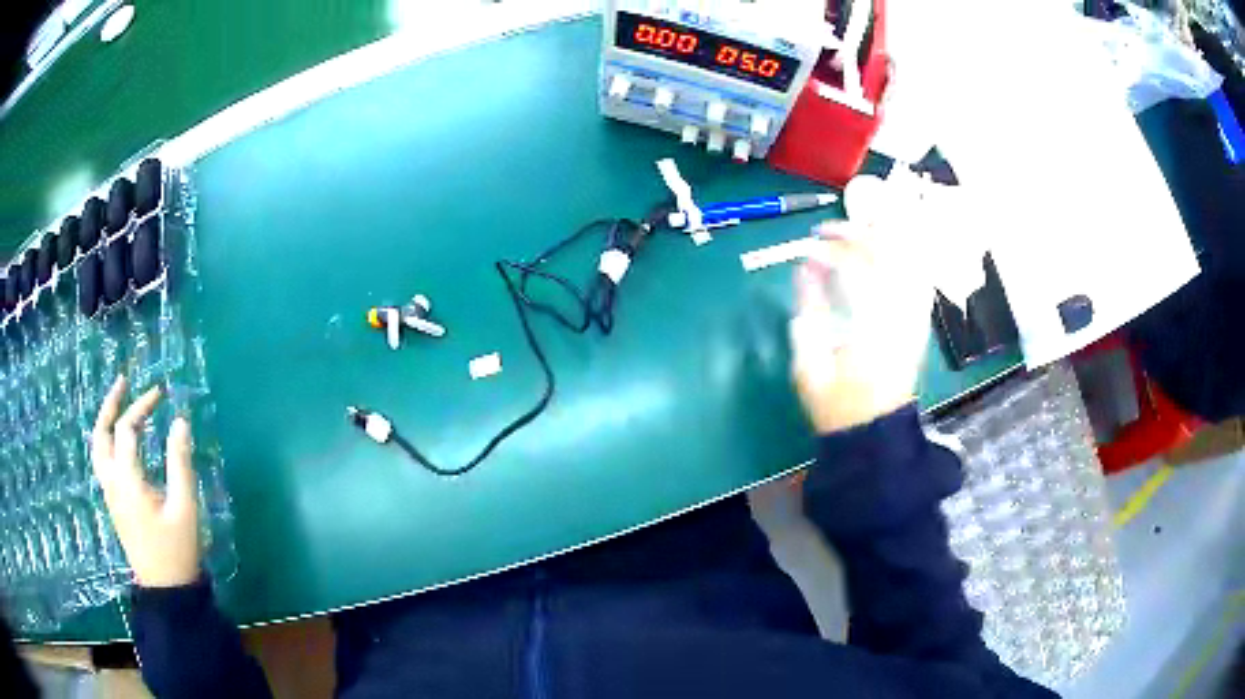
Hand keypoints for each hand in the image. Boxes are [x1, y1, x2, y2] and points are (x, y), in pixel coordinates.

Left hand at [91, 376, 199, 587]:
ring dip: (105, 421)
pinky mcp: (113, 503)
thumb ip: (180, 462)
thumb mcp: (185, 508)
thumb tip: (180, 421)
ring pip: (97, 447)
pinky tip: (120, 440)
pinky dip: (107, 440)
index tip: (161, 393)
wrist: (166, 591)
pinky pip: (102, 461)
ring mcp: (110, 493)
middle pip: (101, 433)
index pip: (128, 430)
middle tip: (123, 381)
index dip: (142, 406)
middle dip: (111, 404)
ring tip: (118, 404)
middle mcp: (112, 482)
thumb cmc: (177, 550)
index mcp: (128, 481)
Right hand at [790, 223, 932, 432]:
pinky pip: (918, 276)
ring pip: (907, 258)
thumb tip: (805, 268)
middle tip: (826, 232)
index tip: (806, 250)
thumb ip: (808, 311)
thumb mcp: (809, 365)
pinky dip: (902, 257)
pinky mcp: (919, 321)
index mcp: (870, 325)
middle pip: (885, 253)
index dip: (829, 251)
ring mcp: (914, 316)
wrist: (876, 430)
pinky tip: (885, 252)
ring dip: (881, 238)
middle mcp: (899, 313)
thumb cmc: (838, 404)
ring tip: (854, 233)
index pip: (854, 267)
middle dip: (853, 233)